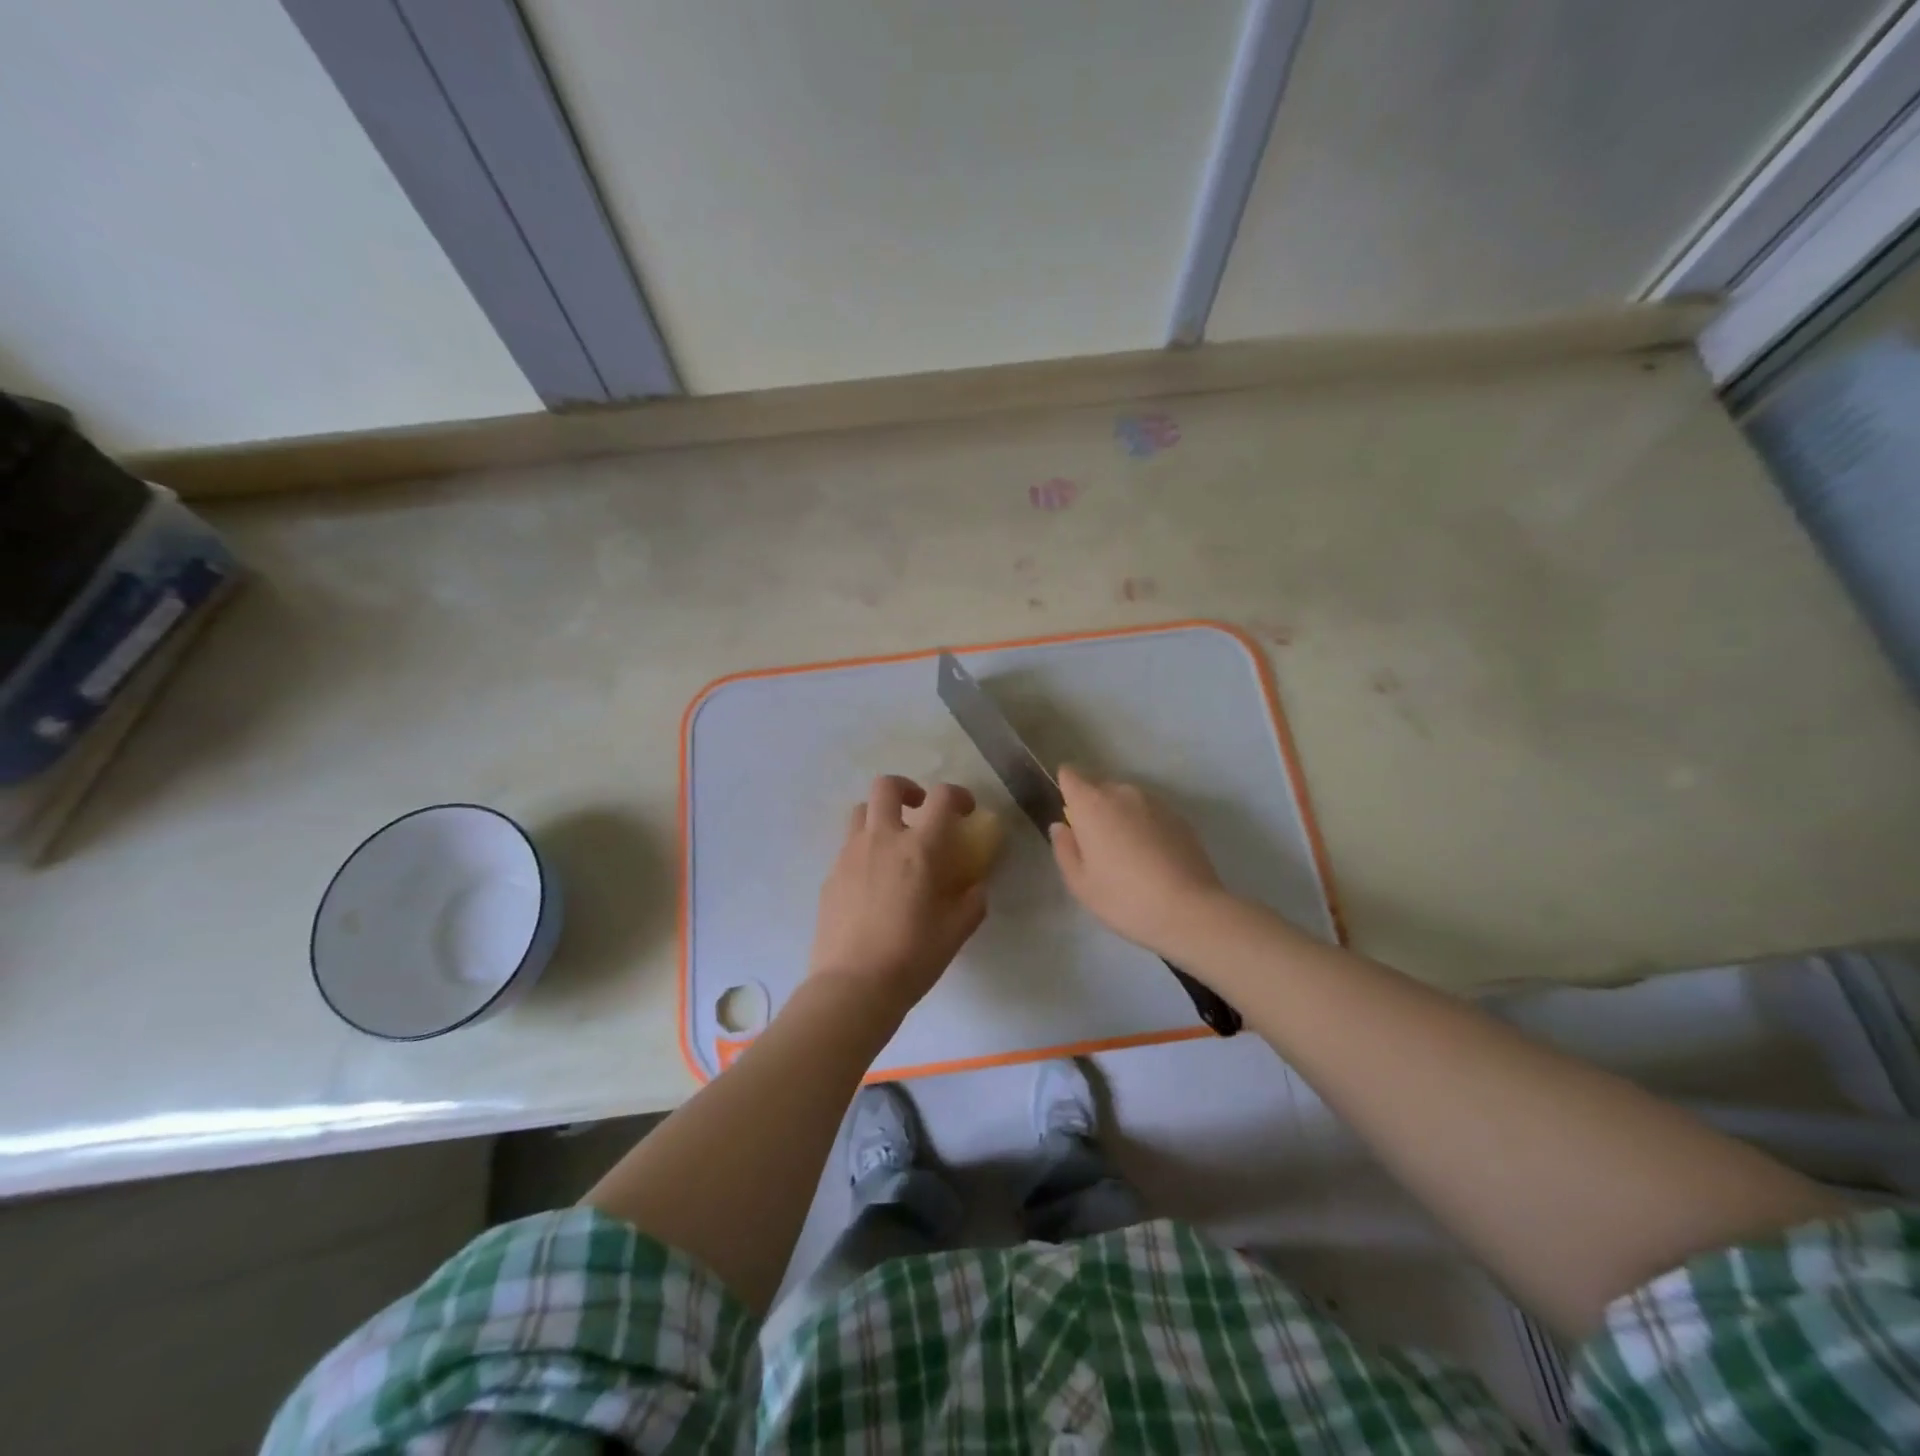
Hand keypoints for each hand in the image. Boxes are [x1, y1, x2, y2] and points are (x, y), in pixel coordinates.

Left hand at [806, 775, 989, 1013]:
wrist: (853, 986)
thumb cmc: (913, 957)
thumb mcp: (957, 931)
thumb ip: (972, 901)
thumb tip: (975, 886)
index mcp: (919, 849)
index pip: (942, 798)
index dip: (958, 795)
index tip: (965, 810)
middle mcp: (882, 840)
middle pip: (886, 787)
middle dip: (906, 788)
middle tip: (918, 809)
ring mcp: (850, 855)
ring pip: (860, 812)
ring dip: (880, 815)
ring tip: (892, 843)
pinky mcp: (830, 876)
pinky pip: (848, 847)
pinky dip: (864, 850)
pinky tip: (873, 882)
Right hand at [1050, 764, 1226, 956]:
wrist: (1190, 910)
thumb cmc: (1124, 898)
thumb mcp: (1080, 883)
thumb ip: (1065, 848)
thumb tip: (1062, 826)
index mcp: (1091, 804)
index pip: (1070, 774)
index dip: (1065, 788)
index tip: (1068, 813)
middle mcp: (1122, 793)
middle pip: (1099, 787)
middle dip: (1093, 807)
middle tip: (1096, 844)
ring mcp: (1154, 802)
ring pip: (1127, 800)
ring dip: (1121, 816)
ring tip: (1127, 854)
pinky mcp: (1178, 817)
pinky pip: (1150, 813)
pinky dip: (1145, 826)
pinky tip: (1152, 858)